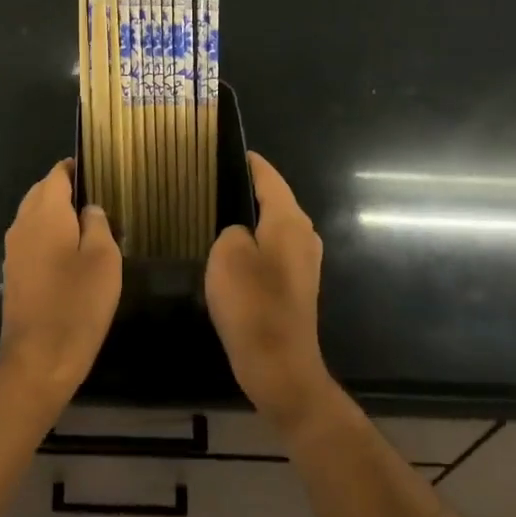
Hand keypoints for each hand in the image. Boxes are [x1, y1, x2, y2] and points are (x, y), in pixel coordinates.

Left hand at [0, 160, 122, 403]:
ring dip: (58, 216)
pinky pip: (32, 240)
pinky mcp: (14, 273)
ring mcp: (14, 250)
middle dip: (67, 191)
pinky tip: (73, 254)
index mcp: (45, 213)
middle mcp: (22, 225)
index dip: (76, 168)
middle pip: (42, 193)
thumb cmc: (78, 304)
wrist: (39, 359)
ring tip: (91, 227)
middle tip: (100, 200)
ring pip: (35, 217)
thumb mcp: (104, 259)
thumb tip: (90, 208)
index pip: (56, 174)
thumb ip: (98, 224)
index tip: (99, 171)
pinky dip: (50, 237)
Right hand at [205, 152, 331, 428]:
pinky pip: (273, 250)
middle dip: (246, 189)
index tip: (226, 150)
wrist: (279, 365)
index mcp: (289, 220)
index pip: (268, 177)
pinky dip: (255, 245)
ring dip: (250, 219)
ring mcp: (304, 262)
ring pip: (273, 226)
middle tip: (211, 184)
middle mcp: (304, 234)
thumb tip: (240, 233)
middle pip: (274, 200)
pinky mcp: (297, 285)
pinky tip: (231, 254)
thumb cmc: (252, 305)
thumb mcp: (227, 255)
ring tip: (215, 215)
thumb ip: (232, 230)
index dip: (248, 162)